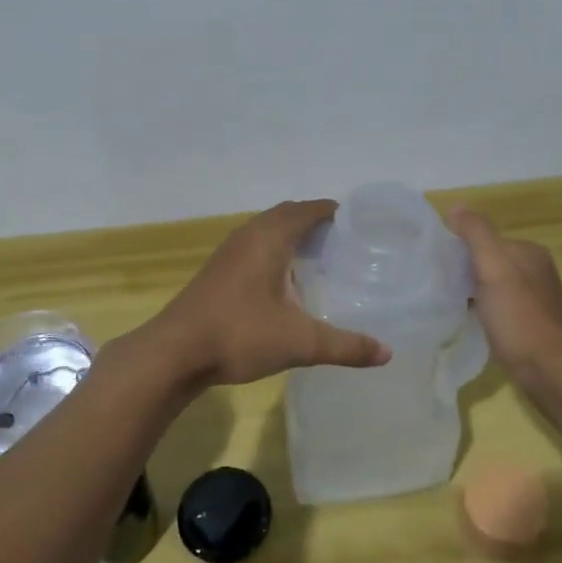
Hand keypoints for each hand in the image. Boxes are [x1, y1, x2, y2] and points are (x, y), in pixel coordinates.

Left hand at [144, 200, 390, 387]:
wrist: (174, 353)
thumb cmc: (239, 335)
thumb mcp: (300, 342)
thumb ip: (345, 346)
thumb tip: (387, 353)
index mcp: (270, 238)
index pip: (309, 209)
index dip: (335, 212)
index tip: (361, 224)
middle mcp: (248, 235)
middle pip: (288, 214)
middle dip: (316, 222)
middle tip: (346, 242)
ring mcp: (228, 252)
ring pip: (267, 230)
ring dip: (292, 235)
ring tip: (321, 258)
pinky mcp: (217, 271)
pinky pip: (254, 246)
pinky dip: (275, 251)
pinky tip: (285, 281)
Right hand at [446, 208, 561, 408]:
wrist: (552, 373)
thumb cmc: (520, 318)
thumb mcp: (494, 268)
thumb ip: (476, 234)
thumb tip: (456, 205)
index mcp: (529, 251)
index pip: (484, 238)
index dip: (457, 248)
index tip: (432, 264)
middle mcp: (535, 270)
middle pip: (488, 261)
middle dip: (462, 270)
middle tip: (434, 285)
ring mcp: (534, 299)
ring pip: (491, 286)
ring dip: (470, 291)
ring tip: (445, 303)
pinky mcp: (530, 325)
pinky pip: (498, 307)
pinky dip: (481, 310)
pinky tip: (467, 321)